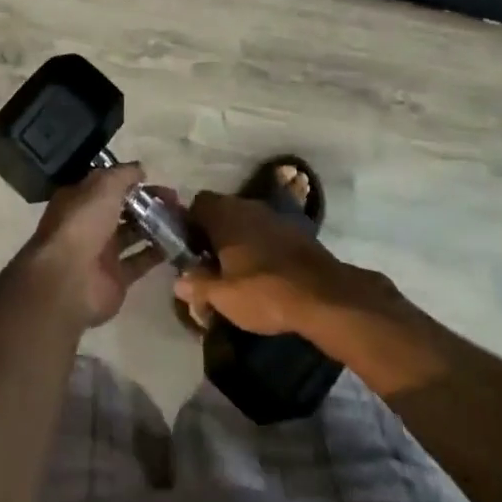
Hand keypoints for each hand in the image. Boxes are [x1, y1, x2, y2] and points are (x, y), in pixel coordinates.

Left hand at [13, 164, 167, 330]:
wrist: (69, 280)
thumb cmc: (83, 223)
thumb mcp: (103, 186)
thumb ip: (124, 174)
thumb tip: (141, 169)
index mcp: (81, 199)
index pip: (108, 184)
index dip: (130, 180)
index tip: (154, 177)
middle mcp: (90, 223)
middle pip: (123, 208)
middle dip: (148, 202)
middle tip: (176, 200)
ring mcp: (103, 252)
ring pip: (133, 233)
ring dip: (156, 225)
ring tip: (182, 219)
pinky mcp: (116, 278)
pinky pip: (141, 261)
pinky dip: (158, 253)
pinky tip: (178, 243)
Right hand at [173, 191, 356, 337]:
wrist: (323, 295)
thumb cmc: (264, 291)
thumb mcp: (223, 297)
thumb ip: (197, 285)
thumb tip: (179, 281)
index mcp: (225, 215)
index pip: (197, 204)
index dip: (189, 225)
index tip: (189, 250)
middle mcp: (247, 206)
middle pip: (221, 211)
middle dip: (213, 234)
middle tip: (210, 265)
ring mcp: (274, 216)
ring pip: (245, 221)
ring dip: (238, 240)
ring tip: (236, 272)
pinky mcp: (295, 230)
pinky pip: (266, 232)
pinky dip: (260, 246)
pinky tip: (263, 273)